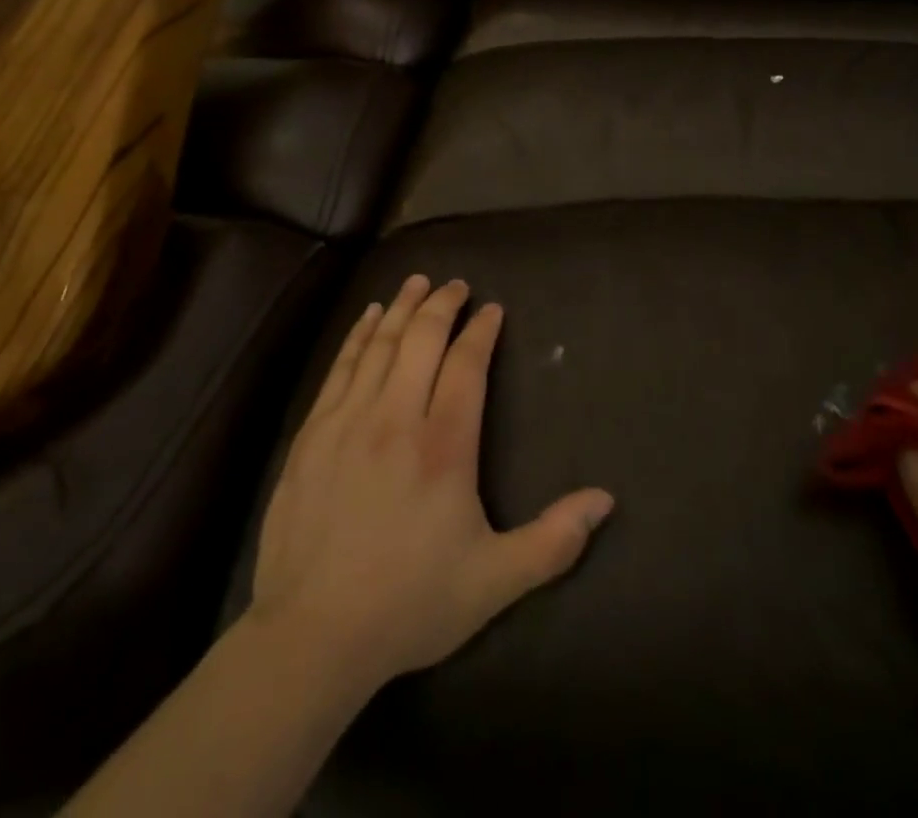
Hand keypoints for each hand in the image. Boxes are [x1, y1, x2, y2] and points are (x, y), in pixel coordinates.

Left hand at [247, 275, 614, 690]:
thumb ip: (554, 540)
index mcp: (443, 446)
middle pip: (421, 340)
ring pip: (380, 344)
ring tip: (417, 283)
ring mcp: (348, 421)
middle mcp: (396, 418)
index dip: (481, 330)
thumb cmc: (409, 603)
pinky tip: (368, 318)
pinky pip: (340, 366)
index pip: (466, 365)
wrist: (311, 635)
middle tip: (456, 284)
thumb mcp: (494, 582)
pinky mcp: (312, 433)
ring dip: (401, 308)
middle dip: (442, 305)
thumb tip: (606, 501)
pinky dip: (358, 335)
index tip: (491, 309)